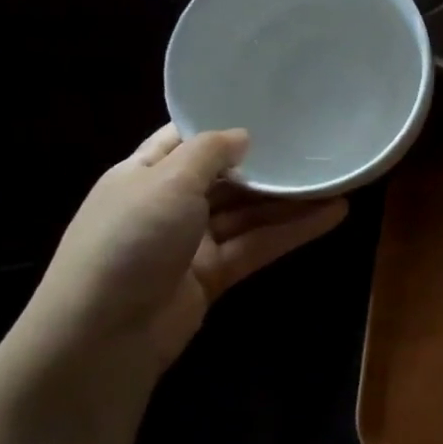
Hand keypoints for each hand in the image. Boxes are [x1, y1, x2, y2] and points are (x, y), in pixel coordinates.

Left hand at [22, 126, 347, 372]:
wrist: (104, 334)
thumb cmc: (130, 241)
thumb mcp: (167, 182)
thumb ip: (209, 153)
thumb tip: (244, 135)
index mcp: (143, 174)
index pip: (185, 140)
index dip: (222, 126)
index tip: (268, 109)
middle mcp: (168, 205)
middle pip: (226, 178)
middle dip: (267, 165)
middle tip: (315, 146)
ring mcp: (192, 243)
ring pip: (248, 213)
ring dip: (290, 200)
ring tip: (338, 180)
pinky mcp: (215, 275)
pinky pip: (258, 244)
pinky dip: (293, 231)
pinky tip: (333, 214)